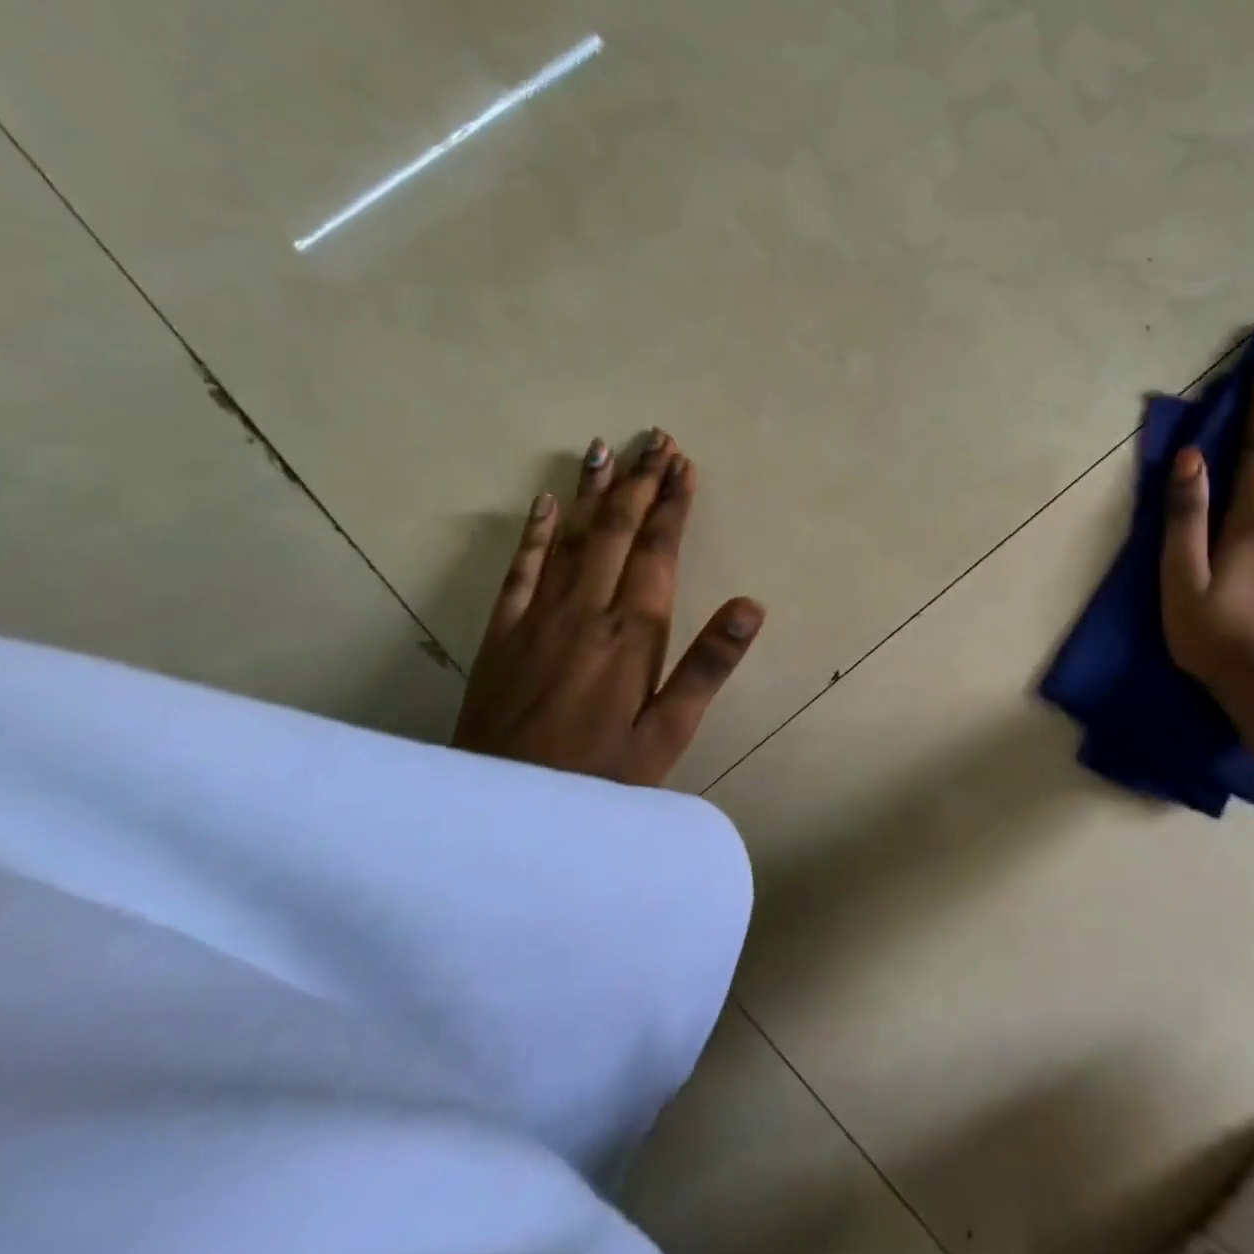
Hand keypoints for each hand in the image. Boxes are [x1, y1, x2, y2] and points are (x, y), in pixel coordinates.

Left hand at [453, 429, 763, 785]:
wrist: (502, 813)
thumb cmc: (601, 776)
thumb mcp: (669, 734)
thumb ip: (708, 665)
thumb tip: (751, 605)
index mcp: (631, 633)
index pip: (657, 550)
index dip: (672, 504)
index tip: (683, 464)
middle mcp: (584, 610)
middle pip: (614, 530)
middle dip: (638, 482)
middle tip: (655, 440)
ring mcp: (536, 616)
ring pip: (569, 537)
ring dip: (591, 490)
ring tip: (607, 448)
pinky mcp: (501, 632)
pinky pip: (519, 568)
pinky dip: (533, 531)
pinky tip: (543, 501)